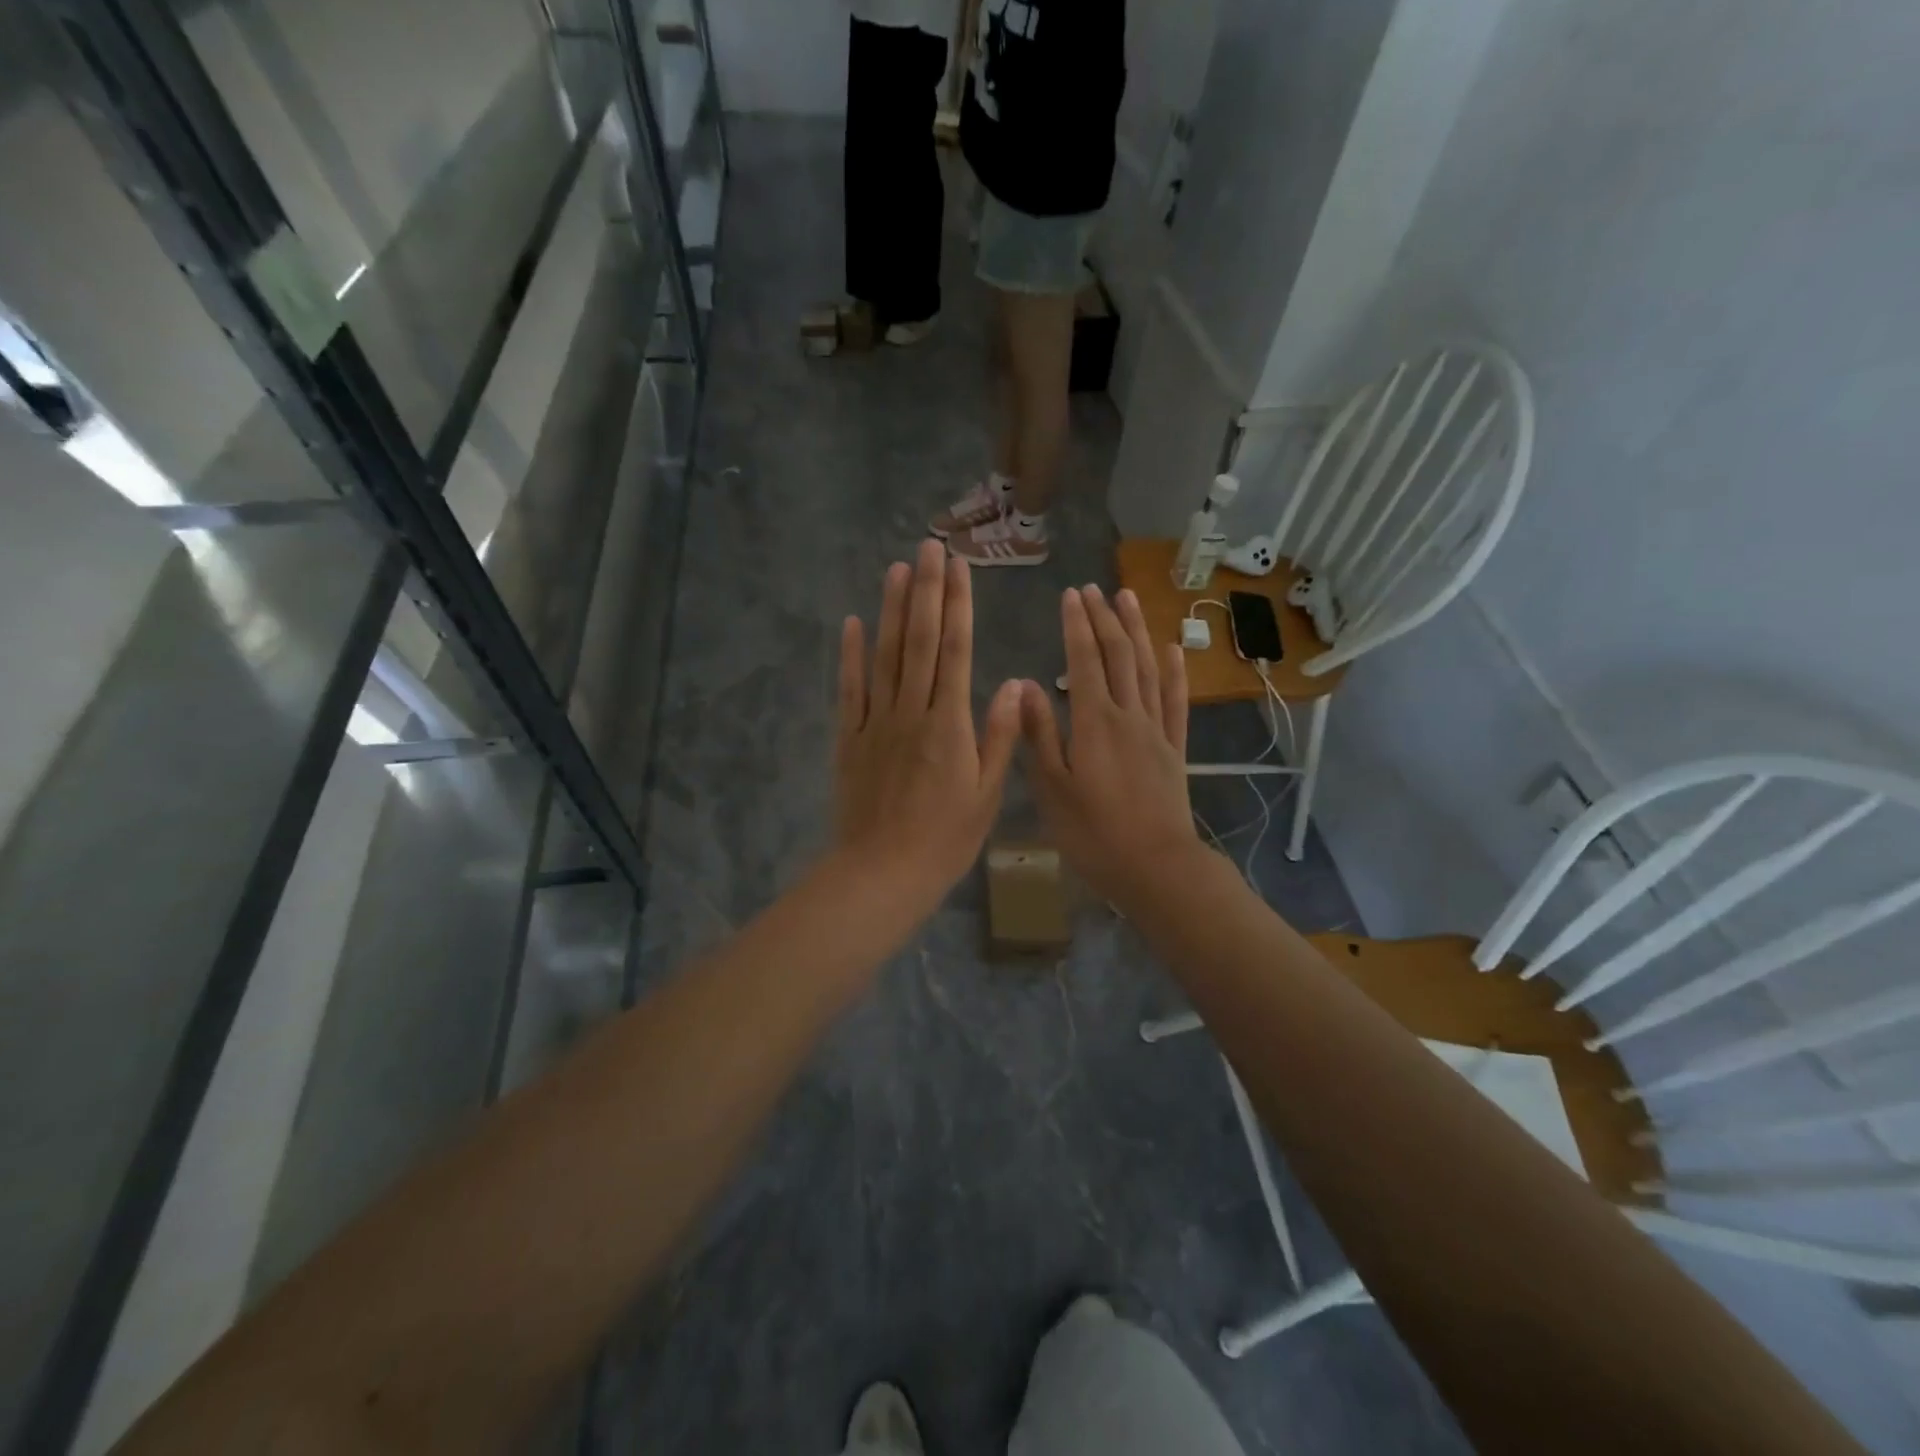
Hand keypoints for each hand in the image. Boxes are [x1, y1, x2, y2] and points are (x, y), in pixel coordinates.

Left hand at [835, 540, 1021, 915]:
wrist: (882, 872)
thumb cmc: (945, 839)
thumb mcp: (986, 793)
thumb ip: (1000, 735)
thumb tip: (1015, 682)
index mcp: (949, 724)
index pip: (954, 651)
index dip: (957, 605)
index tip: (958, 568)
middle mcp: (911, 711)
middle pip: (917, 641)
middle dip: (925, 591)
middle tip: (927, 547)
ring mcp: (875, 722)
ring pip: (884, 656)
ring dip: (890, 610)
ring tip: (896, 569)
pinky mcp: (849, 738)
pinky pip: (849, 690)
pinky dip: (850, 655)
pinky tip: (852, 623)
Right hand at [1020, 586, 1202, 904]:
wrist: (1156, 867)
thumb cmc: (1093, 833)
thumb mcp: (1052, 787)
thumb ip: (1039, 734)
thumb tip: (1024, 685)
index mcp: (1093, 722)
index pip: (1084, 660)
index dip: (1077, 625)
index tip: (1071, 595)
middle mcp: (1127, 715)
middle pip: (1117, 655)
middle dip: (1105, 619)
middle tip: (1095, 588)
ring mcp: (1156, 730)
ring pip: (1147, 669)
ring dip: (1137, 631)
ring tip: (1129, 599)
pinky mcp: (1174, 749)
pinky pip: (1175, 701)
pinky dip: (1173, 672)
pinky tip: (1171, 649)